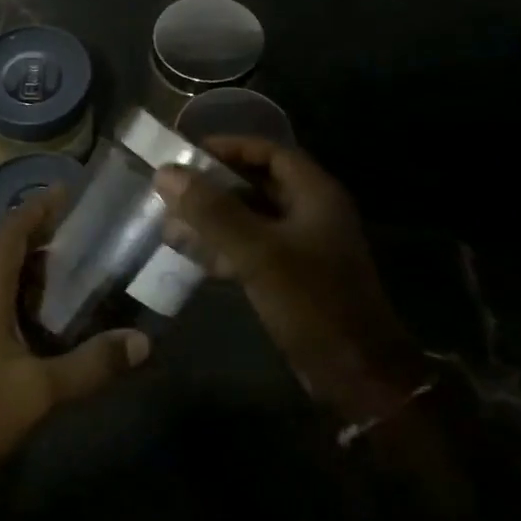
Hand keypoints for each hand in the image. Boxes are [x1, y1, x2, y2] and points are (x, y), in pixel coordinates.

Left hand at [0, 192, 150, 479]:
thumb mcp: (39, 388)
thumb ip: (90, 365)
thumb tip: (142, 343)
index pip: (13, 231)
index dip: (39, 207)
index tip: (68, 191)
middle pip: (9, 249)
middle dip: (44, 236)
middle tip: (87, 233)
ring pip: (4, 278)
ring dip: (35, 269)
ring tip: (78, 268)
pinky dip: (26, 297)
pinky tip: (51, 317)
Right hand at [155, 136, 422, 416]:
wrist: (355, 373)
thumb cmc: (312, 303)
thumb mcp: (257, 252)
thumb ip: (211, 211)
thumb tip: (165, 173)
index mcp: (315, 195)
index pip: (269, 152)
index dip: (229, 147)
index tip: (187, 154)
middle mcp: (310, 212)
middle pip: (256, 183)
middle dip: (213, 185)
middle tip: (172, 190)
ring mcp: (301, 246)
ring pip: (249, 217)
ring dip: (212, 217)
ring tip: (171, 221)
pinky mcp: (290, 275)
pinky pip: (250, 248)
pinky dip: (221, 246)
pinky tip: (190, 254)